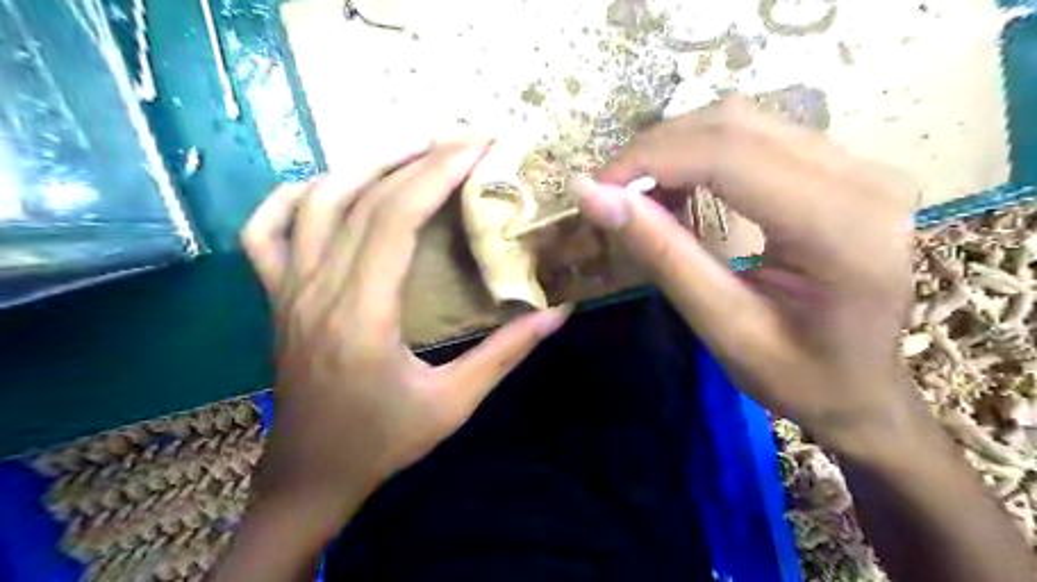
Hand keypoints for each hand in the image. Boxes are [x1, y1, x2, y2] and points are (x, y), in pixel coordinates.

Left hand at [238, 139, 570, 532]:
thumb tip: (558, 312)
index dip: (438, 172)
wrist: (311, 475)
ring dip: (365, 164)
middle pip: (363, 198)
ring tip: (413, 150)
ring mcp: (287, 289)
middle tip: (463, 140)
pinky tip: (329, 187)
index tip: (479, 146)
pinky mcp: (276, 296)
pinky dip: (293, 197)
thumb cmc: (382, 442)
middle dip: (418, 157)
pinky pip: (265, 231)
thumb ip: (506, 353)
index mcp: (362, 315)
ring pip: (316, 201)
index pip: (396, 217)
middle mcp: (318, 289)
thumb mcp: (454, 403)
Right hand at [570, 98, 919, 451]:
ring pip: (744, 121)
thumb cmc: (798, 378)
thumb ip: (662, 255)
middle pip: (735, 125)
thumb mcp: (722, 327)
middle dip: (656, 151)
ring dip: (676, 149)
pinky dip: (703, 154)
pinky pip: (759, 136)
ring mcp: (861, 166)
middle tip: (610, 193)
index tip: (595, 188)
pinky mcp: (846, 168)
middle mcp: (863, 178)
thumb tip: (594, 197)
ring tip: (639, 194)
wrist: (863, 390)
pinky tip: (680, 188)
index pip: (728, 156)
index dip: (650, 160)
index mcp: (841, 228)